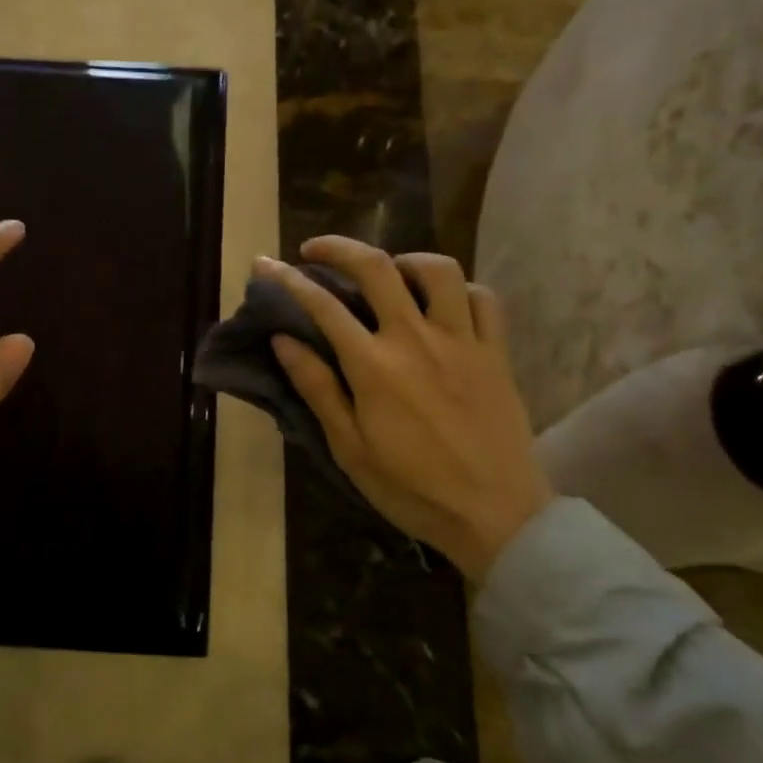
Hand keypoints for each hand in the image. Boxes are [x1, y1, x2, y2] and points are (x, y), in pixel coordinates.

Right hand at [260, 238, 552, 583]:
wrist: (494, 515)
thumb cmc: (411, 488)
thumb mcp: (349, 448)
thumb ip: (317, 388)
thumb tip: (283, 340)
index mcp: (374, 367)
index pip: (324, 306)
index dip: (289, 280)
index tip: (266, 265)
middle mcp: (417, 339)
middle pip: (377, 268)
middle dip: (339, 248)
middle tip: (315, 250)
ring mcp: (463, 341)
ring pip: (437, 270)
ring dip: (404, 259)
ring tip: (387, 272)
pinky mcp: (496, 352)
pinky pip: (482, 298)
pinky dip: (458, 289)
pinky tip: (441, 303)